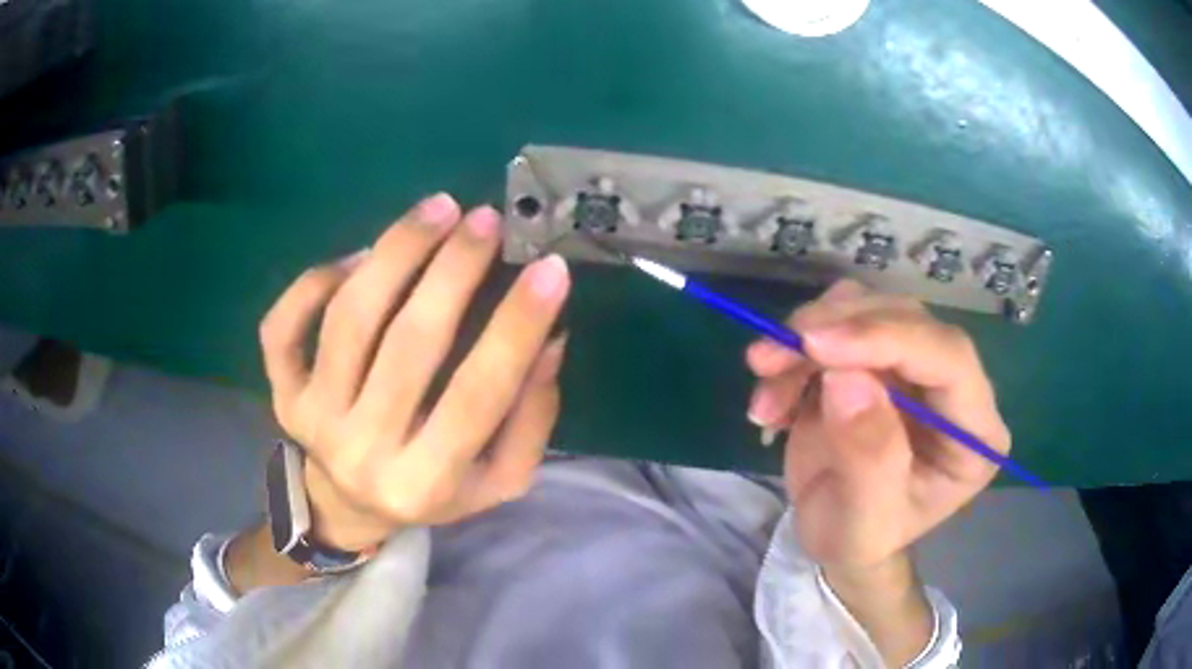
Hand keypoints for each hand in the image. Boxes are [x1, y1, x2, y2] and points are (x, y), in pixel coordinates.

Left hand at [259, 193, 569, 550]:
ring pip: (348, 319)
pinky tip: (359, 257)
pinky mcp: (283, 394)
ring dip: (395, 252)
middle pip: (408, 344)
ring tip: (437, 210)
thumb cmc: (432, 491)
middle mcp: (364, 451)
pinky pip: (282, 326)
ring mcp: (313, 419)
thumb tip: (548, 341)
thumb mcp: (497, 479)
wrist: (349, 507)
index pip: (479, 393)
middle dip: (453, 269)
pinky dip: (315, 280)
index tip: (550, 268)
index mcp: (426, 482)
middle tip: (486, 220)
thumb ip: (529, 420)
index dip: (517, 326)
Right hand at [745, 280, 1010, 572]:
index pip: (949, 358)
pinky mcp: (875, 357)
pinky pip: (836, 323)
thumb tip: (847, 379)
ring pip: (867, 309)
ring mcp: (914, 366)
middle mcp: (953, 386)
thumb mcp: (864, 522)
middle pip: (906, 320)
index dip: (887, 339)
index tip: (815, 345)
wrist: (836, 536)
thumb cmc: (860, 540)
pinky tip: (772, 396)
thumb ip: (868, 458)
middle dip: (834, 330)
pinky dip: (795, 350)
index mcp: (975, 431)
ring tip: (764, 385)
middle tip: (768, 357)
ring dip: (804, 337)